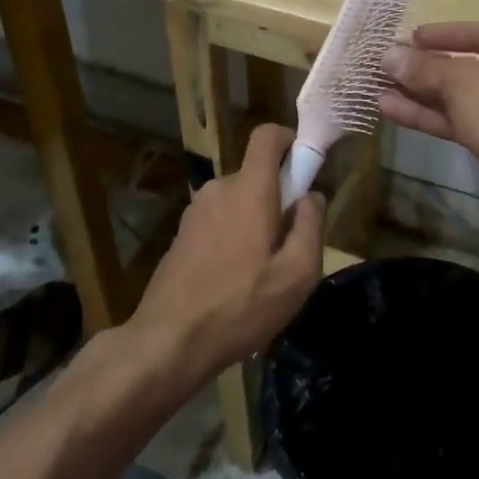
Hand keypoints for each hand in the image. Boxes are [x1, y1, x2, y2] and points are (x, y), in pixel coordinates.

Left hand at [132, 124, 325, 386]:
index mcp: (249, 190)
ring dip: (257, 223)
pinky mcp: (182, 235)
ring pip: (239, 202)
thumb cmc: (240, 307)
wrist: (167, 342)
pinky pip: (219, 222)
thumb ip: (310, 226)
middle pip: (257, 175)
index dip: (290, 139)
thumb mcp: (297, 274)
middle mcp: (219, 190)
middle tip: (291, 246)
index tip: (306, 167)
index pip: (267, 136)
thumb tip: (311, 196)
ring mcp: (195, 212)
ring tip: (263, 273)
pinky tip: (236, 283)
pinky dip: (235, 238)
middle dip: (279, 199)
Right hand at [379, 22, 478, 214]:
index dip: (440, 34)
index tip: (408, 38)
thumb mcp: (460, 82)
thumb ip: (422, 68)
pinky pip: (460, 119)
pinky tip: (391, 111)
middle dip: (424, 68)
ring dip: (420, 94)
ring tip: (378, 90)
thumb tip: (387, 55)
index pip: (477, 31)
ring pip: (458, 96)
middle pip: (465, 65)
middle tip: (387, 66)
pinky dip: (430, 115)